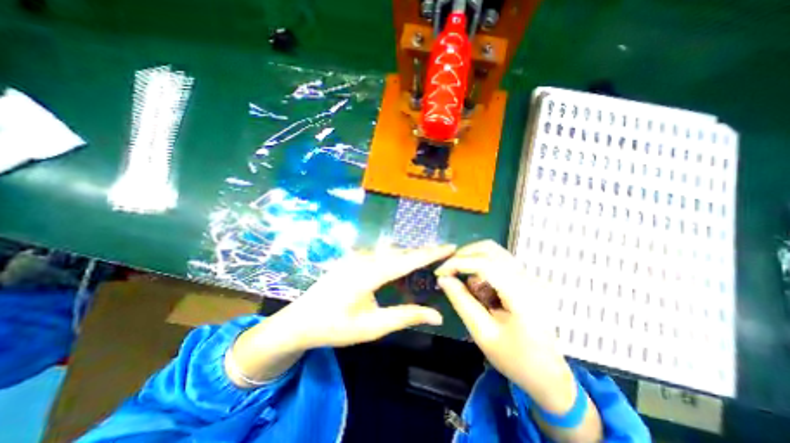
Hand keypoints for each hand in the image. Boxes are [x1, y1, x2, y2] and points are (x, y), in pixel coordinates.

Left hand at [275, 245, 456, 351]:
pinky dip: (396, 257)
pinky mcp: (352, 257)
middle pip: (401, 252)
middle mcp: (364, 258)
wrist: (299, 321)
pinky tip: (402, 264)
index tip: (451, 246)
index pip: (408, 260)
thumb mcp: (372, 326)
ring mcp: (356, 255)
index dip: (431, 253)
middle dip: (424, 252)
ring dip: (410, 254)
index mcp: (369, 273)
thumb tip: (438, 315)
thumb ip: (406, 316)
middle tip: (444, 253)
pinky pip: (380, 254)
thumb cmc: (335, 327)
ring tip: (429, 258)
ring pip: (390, 251)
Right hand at [431, 242, 567, 408]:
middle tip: (448, 271)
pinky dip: (481, 266)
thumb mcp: (483, 333)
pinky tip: (478, 287)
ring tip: (462, 280)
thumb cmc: (515, 359)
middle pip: (491, 249)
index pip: (486, 264)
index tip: (440, 272)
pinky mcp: (527, 278)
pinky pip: (498, 261)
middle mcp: (530, 279)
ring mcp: (531, 276)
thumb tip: (443, 279)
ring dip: (472, 259)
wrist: (548, 374)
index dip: (459, 262)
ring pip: (494, 251)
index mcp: (523, 296)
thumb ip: (461, 302)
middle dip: (464, 255)